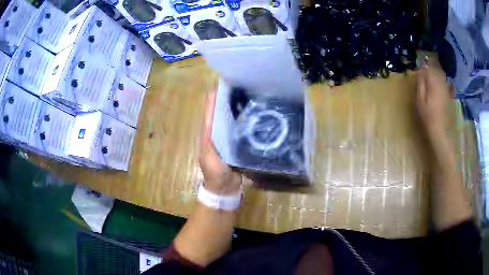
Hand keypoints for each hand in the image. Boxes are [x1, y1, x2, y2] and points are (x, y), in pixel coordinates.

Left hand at [199, 90, 241, 194]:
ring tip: (248, 96)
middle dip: (227, 102)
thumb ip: (210, 141)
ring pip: (232, 121)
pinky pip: (241, 131)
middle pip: (222, 115)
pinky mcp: (238, 145)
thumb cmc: (215, 173)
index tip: (220, 85)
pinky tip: (254, 116)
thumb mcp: (210, 157)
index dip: (213, 100)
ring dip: (237, 110)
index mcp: (209, 135)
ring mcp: (228, 139)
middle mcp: (218, 134)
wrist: (225, 188)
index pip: (210, 114)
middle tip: (239, 87)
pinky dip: (245, 123)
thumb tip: (211, 120)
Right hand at [417, 62, 451, 139]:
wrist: (441, 130)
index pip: (430, 66)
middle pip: (438, 69)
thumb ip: (421, 84)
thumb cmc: (428, 116)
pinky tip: (441, 85)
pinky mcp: (450, 96)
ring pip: (443, 76)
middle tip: (428, 67)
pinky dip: (444, 82)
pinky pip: (447, 84)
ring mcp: (447, 89)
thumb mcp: (420, 100)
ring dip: (438, 73)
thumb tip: (421, 72)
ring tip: (433, 75)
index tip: (422, 62)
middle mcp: (441, 82)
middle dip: (433, 66)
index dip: (427, 62)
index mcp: (433, 81)